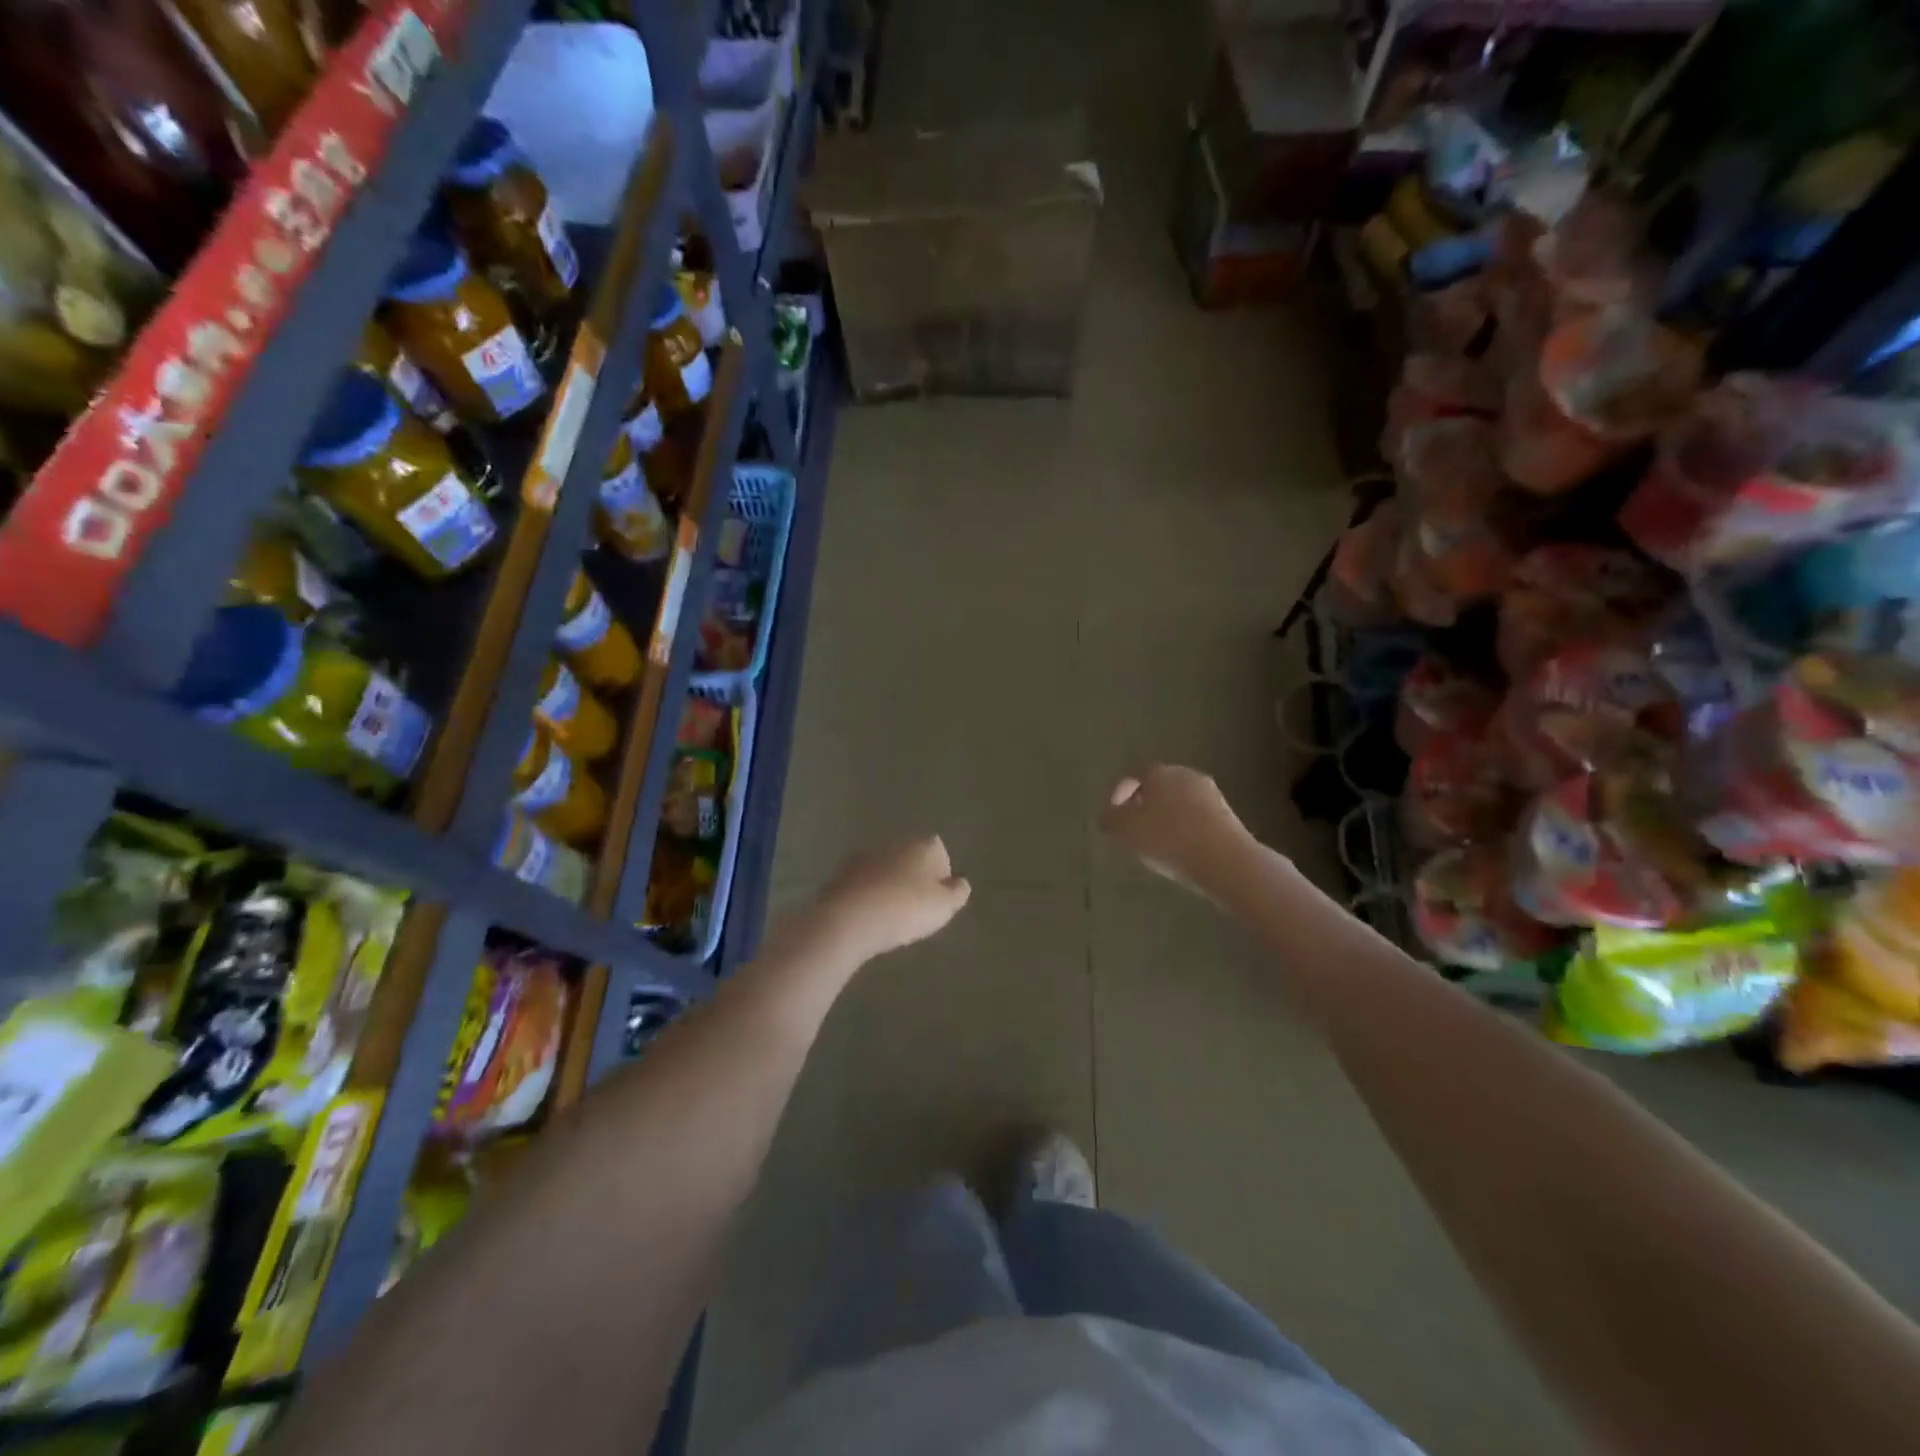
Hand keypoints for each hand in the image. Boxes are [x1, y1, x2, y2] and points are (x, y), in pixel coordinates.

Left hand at [809, 836, 971, 963]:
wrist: (849, 918)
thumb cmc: (906, 908)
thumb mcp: (945, 906)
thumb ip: (958, 892)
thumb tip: (960, 882)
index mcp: (924, 844)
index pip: (940, 853)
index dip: (941, 878)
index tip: (937, 901)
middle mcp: (895, 841)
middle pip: (911, 859)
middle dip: (914, 879)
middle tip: (915, 909)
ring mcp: (865, 855)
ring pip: (886, 869)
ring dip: (889, 886)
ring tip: (891, 916)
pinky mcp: (841, 872)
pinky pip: (864, 884)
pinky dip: (868, 895)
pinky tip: (869, 917)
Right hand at [1101, 765, 1250, 892]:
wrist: (1226, 861)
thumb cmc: (1169, 840)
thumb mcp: (1127, 831)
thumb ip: (1111, 820)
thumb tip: (1108, 815)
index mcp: (1160, 773)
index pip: (1134, 774)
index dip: (1119, 792)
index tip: (1112, 813)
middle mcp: (1187, 775)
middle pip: (1158, 786)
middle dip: (1143, 803)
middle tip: (1132, 826)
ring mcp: (1211, 794)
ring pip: (1179, 801)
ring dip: (1165, 816)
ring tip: (1155, 841)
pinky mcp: (1228, 816)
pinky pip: (1196, 816)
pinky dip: (1184, 827)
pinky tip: (1180, 848)